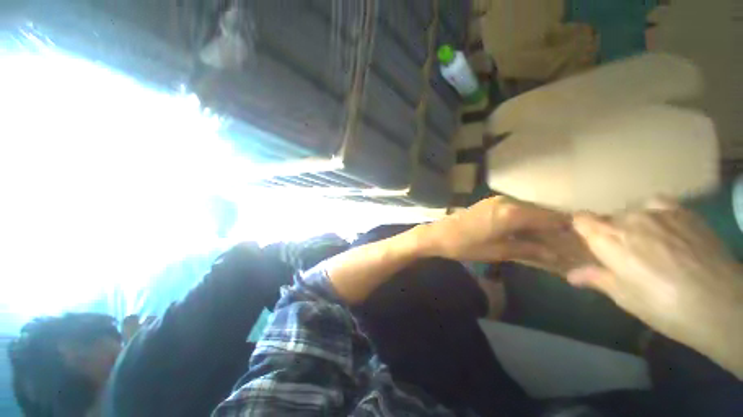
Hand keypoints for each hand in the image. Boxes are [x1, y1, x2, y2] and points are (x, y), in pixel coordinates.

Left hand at [423, 196, 569, 262]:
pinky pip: (515, 208)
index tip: (579, 238)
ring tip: (550, 237)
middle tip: (565, 241)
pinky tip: (528, 229)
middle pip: (540, 211)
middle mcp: (508, 201)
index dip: (566, 227)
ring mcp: (497, 200)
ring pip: (528, 208)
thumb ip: (528, 249)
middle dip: (554, 225)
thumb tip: (555, 254)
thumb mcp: (498, 251)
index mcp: (512, 213)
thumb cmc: (466, 245)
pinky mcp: (490, 202)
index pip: (550, 217)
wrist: (439, 234)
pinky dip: (525, 217)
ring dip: (539, 221)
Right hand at [569, 199, 742, 375]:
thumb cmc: (665, 307)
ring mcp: (657, 212)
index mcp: (607, 240)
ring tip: (650, 243)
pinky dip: (655, 213)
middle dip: (611, 232)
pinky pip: (657, 204)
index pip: (582, 219)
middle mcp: (628, 219)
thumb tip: (572, 275)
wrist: (722, 303)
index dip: (583, 228)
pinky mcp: (682, 211)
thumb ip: (597, 279)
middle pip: (608, 218)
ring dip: (633, 224)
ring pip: (632, 211)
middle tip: (626, 254)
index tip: (590, 242)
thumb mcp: (626, 298)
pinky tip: (665, 228)